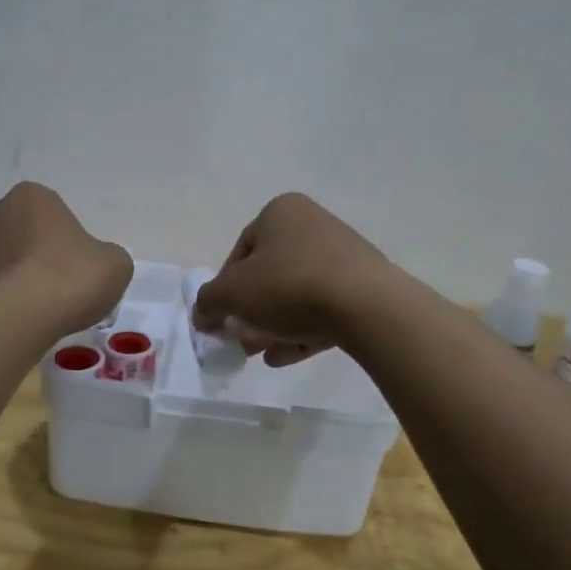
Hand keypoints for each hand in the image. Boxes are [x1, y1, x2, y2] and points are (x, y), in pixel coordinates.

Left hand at [0, 183, 132, 333]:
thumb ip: (104, 257)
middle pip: (13, 235)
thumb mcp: (115, 264)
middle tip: (48, 290)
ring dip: (2, 280)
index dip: (62, 242)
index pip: (48, 214)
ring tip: (25, 315)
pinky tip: (3, 326)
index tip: (72, 270)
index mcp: (30, 198)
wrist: (19, 317)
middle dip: (25, 257)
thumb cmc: (71, 278)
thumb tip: (94, 264)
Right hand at [193, 194, 394, 365]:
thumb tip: (203, 314)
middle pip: (269, 274)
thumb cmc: (290, 285)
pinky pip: (323, 308)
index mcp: (280, 212)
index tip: (222, 318)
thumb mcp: (232, 293)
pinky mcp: (363, 286)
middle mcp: (312, 225)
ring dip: (273, 325)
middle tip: (240, 341)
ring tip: (260, 354)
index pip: (241, 251)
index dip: (225, 288)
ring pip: (296, 294)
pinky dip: (301, 330)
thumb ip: (208, 302)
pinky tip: (285, 357)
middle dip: (250, 311)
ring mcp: (342, 255)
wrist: (366, 306)